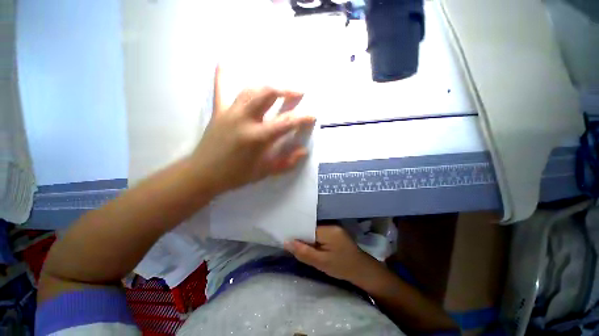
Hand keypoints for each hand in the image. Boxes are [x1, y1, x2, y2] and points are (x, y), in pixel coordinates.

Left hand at [193, 66, 315, 192]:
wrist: (204, 174)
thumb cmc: (237, 175)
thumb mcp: (265, 172)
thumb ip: (287, 162)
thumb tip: (303, 151)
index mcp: (258, 137)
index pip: (286, 122)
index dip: (302, 118)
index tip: (312, 116)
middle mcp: (244, 119)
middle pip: (268, 94)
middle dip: (286, 90)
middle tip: (298, 92)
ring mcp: (229, 112)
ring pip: (251, 89)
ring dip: (268, 86)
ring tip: (278, 88)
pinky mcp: (218, 111)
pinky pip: (220, 89)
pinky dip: (222, 76)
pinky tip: (223, 62)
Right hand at [285, 225, 380, 283]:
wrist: (362, 270)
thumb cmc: (342, 267)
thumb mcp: (321, 263)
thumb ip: (303, 252)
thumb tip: (286, 242)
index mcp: (328, 230)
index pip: (307, 227)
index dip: (297, 233)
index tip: (287, 239)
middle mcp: (331, 225)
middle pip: (310, 227)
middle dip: (302, 236)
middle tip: (292, 244)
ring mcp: (334, 227)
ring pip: (315, 230)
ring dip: (308, 237)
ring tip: (300, 245)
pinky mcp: (335, 231)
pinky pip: (320, 232)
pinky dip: (315, 238)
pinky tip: (311, 245)